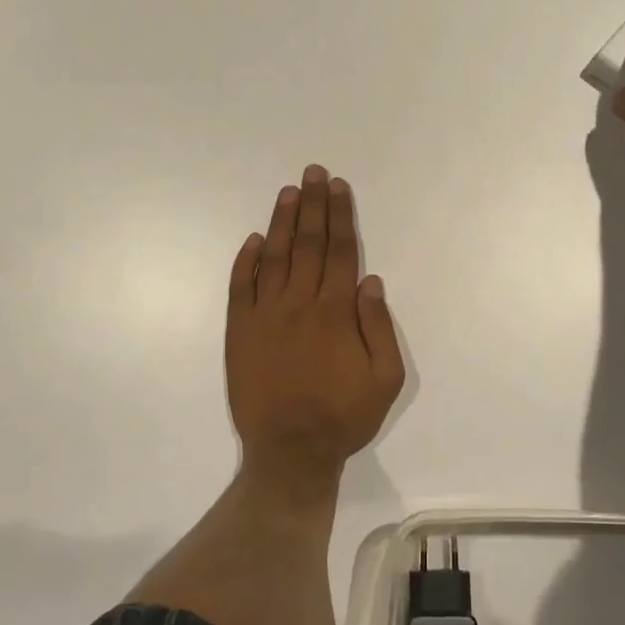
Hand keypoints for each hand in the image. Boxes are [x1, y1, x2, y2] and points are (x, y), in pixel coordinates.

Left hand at [225, 166, 405, 494]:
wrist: (289, 452)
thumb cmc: (343, 416)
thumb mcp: (385, 379)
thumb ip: (379, 327)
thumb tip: (369, 280)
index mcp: (335, 312)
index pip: (340, 251)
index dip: (340, 216)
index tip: (338, 187)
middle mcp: (299, 304)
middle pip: (309, 244)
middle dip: (313, 205)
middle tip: (313, 172)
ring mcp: (265, 315)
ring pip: (275, 257)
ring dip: (282, 222)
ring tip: (289, 191)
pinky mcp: (239, 331)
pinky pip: (241, 287)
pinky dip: (246, 261)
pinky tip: (254, 240)